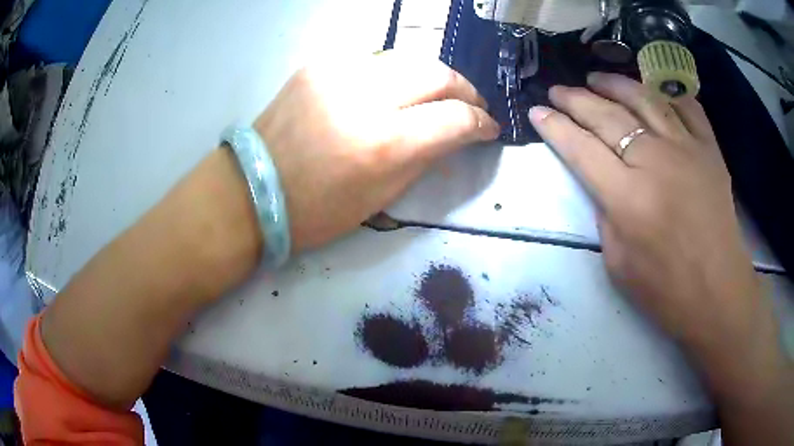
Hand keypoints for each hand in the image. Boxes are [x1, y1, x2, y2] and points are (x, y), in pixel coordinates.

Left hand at [254, 51, 499, 252]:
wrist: (253, 188)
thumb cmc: (316, 209)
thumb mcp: (381, 196)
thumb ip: (425, 158)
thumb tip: (455, 133)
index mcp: (382, 143)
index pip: (454, 118)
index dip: (481, 123)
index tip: (488, 128)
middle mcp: (364, 97)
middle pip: (437, 73)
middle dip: (465, 89)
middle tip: (472, 105)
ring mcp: (338, 73)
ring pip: (408, 58)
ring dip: (432, 76)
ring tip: (439, 95)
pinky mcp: (319, 64)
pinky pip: (374, 60)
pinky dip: (394, 73)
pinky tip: (393, 90)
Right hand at [528, 73, 779, 375]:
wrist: (717, 292)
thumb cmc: (666, 290)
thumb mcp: (618, 263)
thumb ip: (605, 214)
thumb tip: (602, 180)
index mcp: (628, 198)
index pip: (581, 149)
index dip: (555, 127)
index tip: (537, 112)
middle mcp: (655, 162)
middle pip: (607, 116)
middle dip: (575, 99)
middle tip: (558, 91)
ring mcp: (687, 149)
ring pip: (644, 99)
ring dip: (615, 84)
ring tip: (596, 78)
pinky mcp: (710, 149)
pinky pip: (686, 106)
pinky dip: (666, 93)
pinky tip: (651, 90)